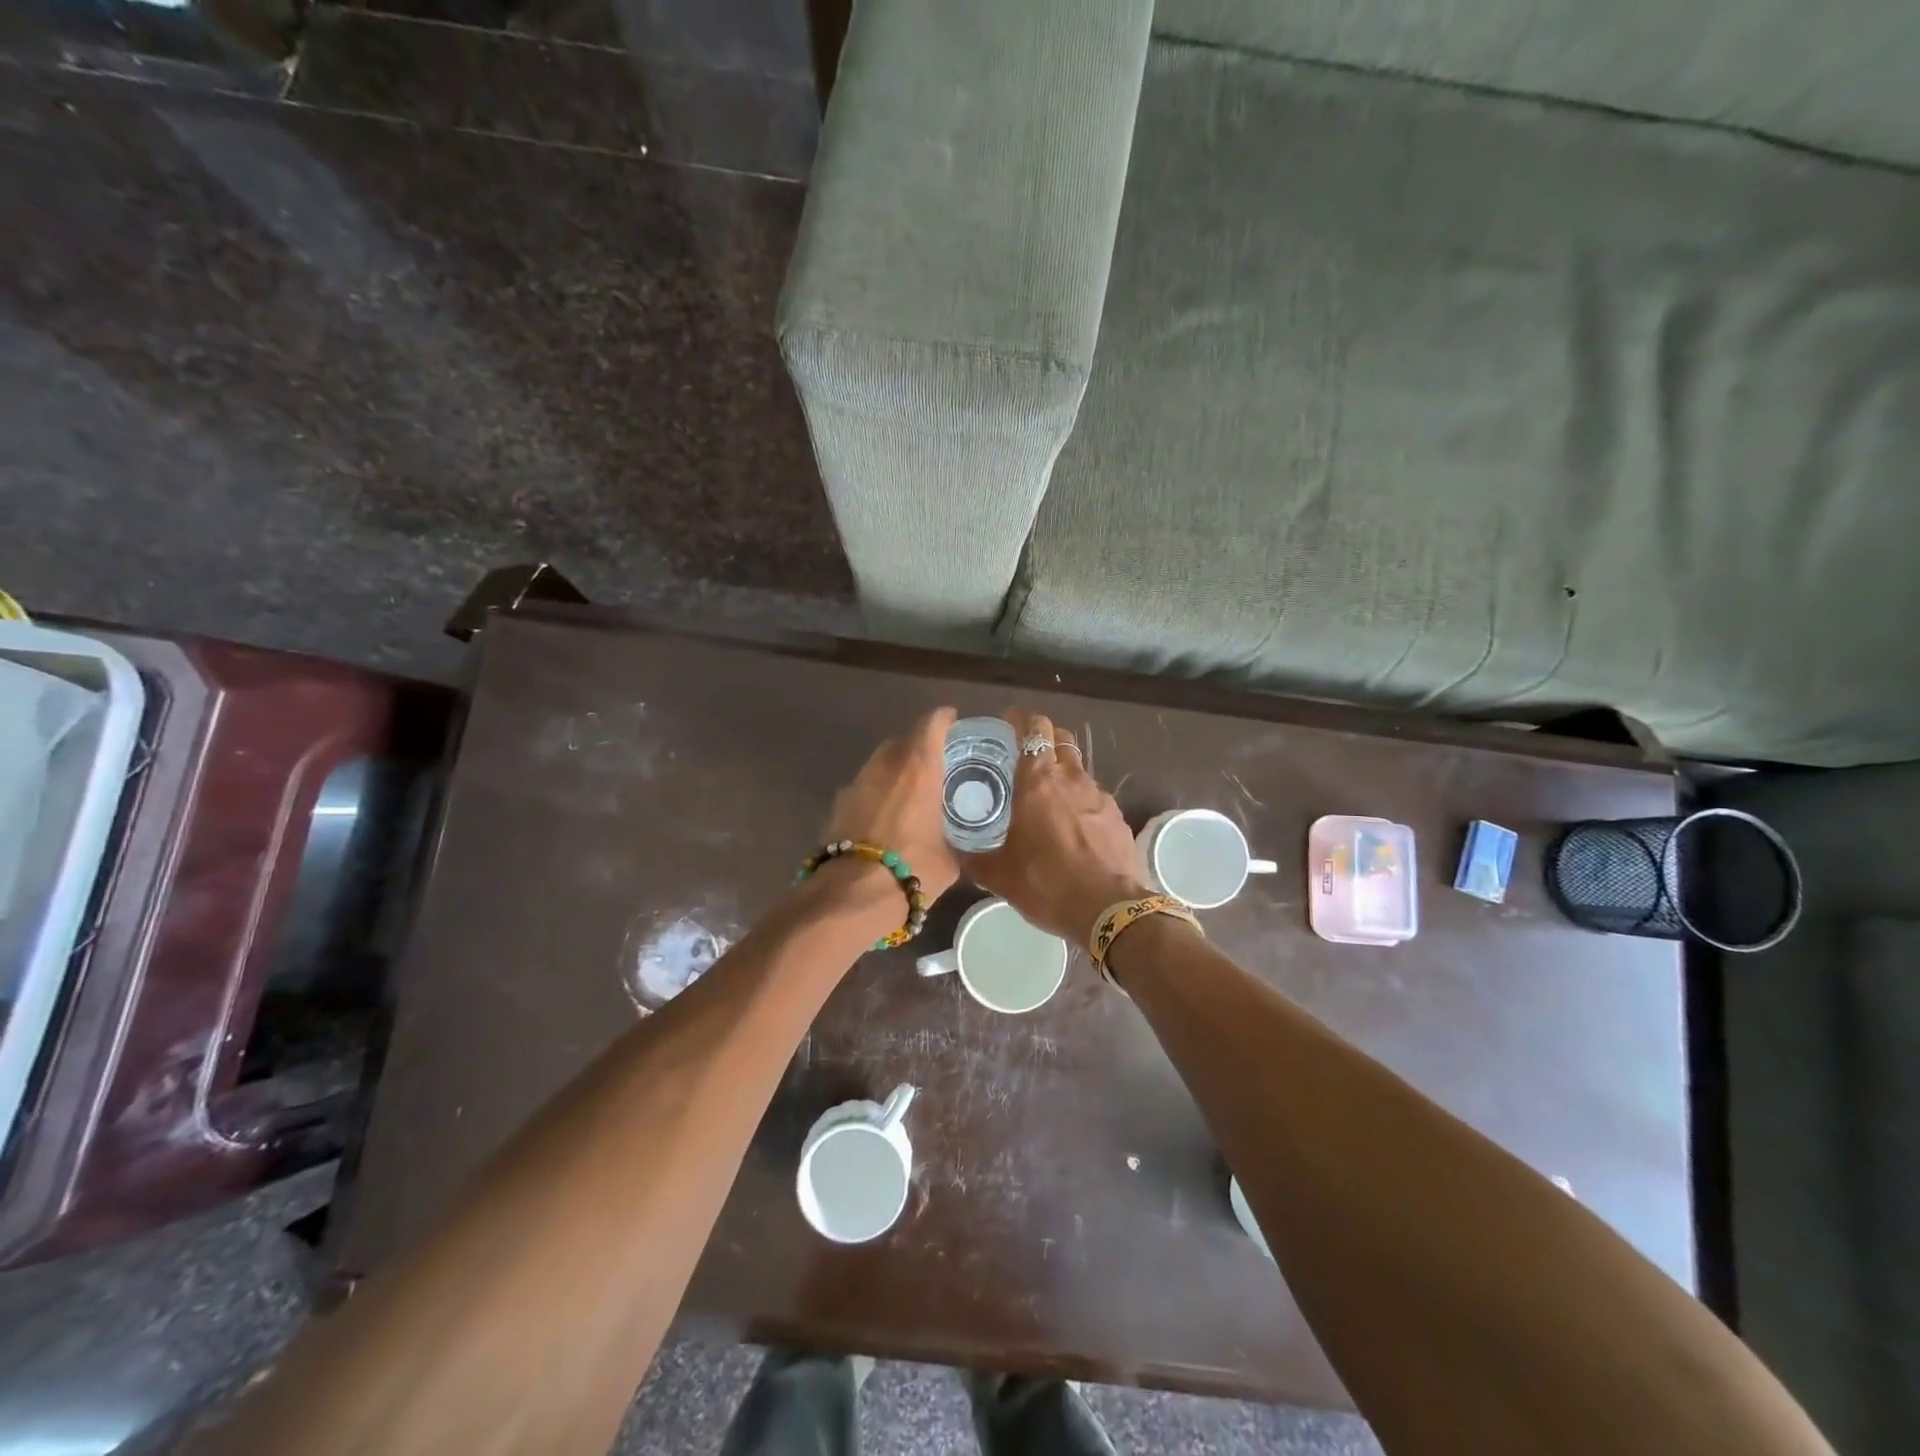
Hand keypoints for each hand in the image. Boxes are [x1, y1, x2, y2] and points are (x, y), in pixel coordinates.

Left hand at [822, 707, 961, 903]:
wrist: (852, 895)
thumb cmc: (913, 870)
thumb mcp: (950, 859)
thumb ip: (956, 841)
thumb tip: (961, 845)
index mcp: (918, 767)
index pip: (932, 724)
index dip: (944, 719)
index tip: (953, 721)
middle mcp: (885, 765)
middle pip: (902, 740)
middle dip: (918, 746)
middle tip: (935, 764)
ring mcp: (856, 783)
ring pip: (879, 764)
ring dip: (894, 770)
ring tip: (909, 792)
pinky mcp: (837, 805)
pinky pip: (863, 788)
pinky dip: (875, 794)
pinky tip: (884, 817)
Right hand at [964, 708, 1151, 943]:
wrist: (1109, 909)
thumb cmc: (1047, 883)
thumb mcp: (1000, 875)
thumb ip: (976, 859)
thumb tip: (957, 854)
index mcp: (1038, 781)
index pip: (1034, 729)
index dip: (1021, 720)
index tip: (1009, 720)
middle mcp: (1070, 778)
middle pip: (1060, 738)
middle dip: (1044, 736)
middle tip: (1026, 751)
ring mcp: (1099, 795)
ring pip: (1079, 766)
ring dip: (1063, 768)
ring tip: (1048, 790)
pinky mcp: (1117, 816)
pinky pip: (1094, 795)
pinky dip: (1080, 798)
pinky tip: (1072, 822)